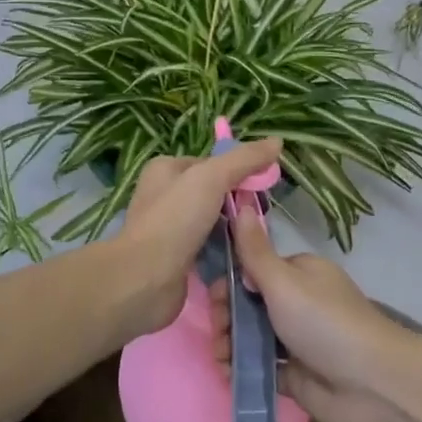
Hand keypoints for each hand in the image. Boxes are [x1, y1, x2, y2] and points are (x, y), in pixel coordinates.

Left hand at [111, 139, 282, 337]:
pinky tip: (243, 258)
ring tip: (256, 238)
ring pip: (213, 222)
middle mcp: (164, 195)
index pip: (212, 164)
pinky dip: (224, 251)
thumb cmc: (175, 219)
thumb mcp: (212, 178)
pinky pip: (208, 248)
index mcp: (166, 169)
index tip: (263, 187)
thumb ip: (244, 159)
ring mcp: (169, 228)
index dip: (239, 172)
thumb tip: (277, 141)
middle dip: (238, 203)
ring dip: (234, 229)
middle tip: (261, 216)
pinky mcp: (177, 258)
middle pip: (214, 193)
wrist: (145, 280)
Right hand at [215, 207, 421, 421]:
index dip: (229, 280)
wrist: (372, 385)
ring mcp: (296, 339)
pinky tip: (229, 373)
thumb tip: (240, 204)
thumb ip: (254, 250)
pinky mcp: (296, 374)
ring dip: (230, 343)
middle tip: (219, 331)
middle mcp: (297, 301)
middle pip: (248, 303)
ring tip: (222, 357)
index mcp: (299, 272)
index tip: (212, 296)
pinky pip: (260, 365)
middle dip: (227, 315)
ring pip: (251, 335)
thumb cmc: (324, 322)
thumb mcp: (284, 281)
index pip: (254, 268)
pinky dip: (243, 368)